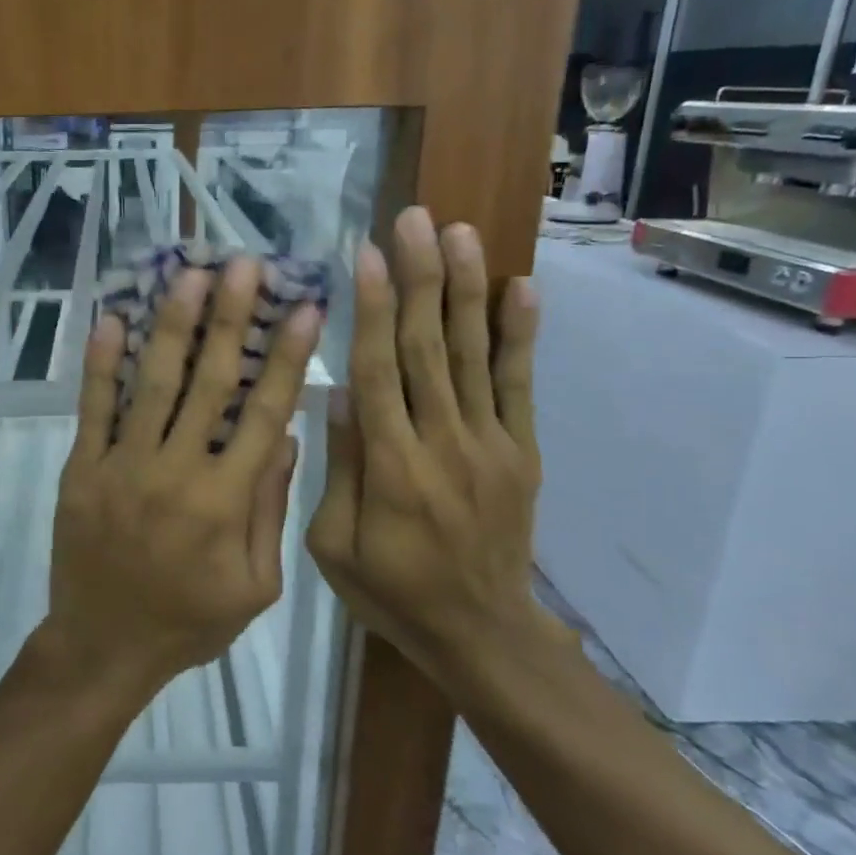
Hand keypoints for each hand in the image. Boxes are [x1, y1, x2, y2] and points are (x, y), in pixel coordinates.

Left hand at [47, 258, 321, 698]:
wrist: (104, 646)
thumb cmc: (188, 621)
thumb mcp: (255, 586)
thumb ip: (270, 510)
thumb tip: (285, 437)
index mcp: (226, 501)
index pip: (265, 414)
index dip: (287, 358)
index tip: (303, 308)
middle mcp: (177, 472)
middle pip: (210, 384)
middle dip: (230, 320)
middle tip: (242, 265)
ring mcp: (124, 466)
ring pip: (153, 385)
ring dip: (172, 326)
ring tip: (189, 275)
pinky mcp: (83, 468)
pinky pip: (93, 409)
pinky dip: (101, 364)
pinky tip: (111, 319)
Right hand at [306, 211, 556, 678]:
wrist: (482, 634)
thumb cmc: (392, 591)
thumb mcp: (335, 546)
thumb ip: (340, 468)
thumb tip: (340, 393)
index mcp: (392, 466)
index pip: (378, 370)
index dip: (371, 309)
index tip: (366, 254)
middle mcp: (443, 441)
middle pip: (427, 346)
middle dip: (419, 277)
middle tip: (414, 220)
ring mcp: (490, 443)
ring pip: (472, 354)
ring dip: (466, 289)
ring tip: (460, 233)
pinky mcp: (520, 451)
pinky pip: (520, 385)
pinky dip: (519, 336)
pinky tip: (521, 289)